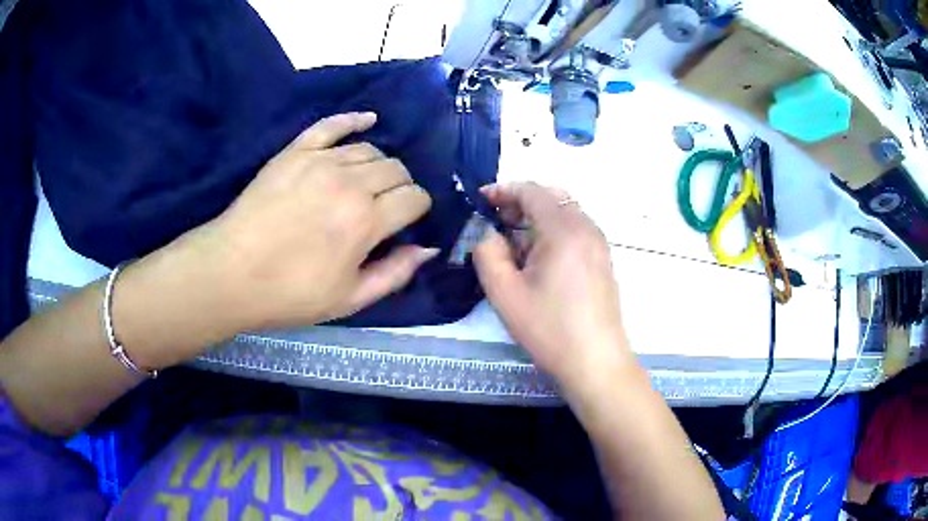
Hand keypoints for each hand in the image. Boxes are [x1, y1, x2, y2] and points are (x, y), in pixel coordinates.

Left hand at [193, 112, 435, 329]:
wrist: (232, 272)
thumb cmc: (290, 293)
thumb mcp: (349, 300)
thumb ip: (395, 273)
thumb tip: (427, 248)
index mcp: (366, 221)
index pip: (415, 197)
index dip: (419, 208)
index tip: (408, 220)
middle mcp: (350, 183)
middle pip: (396, 169)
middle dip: (401, 187)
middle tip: (386, 206)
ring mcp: (320, 161)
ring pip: (370, 149)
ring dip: (379, 165)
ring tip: (367, 183)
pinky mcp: (296, 152)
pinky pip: (332, 125)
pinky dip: (354, 119)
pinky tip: (368, 119)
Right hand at [473, 182, 633, 395]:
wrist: (595, 361)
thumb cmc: (549, 328)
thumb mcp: (505, 293)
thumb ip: (487, 253)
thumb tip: (487, 233)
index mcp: (564, 230)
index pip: (532, 190)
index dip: (503, 190)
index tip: (480, 202)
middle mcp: (587, 228)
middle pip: (552, 197)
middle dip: (520, 202)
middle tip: (496, 222)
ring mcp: (599, 244)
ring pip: (565, 213)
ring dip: (537, 217)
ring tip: (514, 243)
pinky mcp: (603, 260)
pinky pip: (576, 230)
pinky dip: (553, 231)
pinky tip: (539, 259)